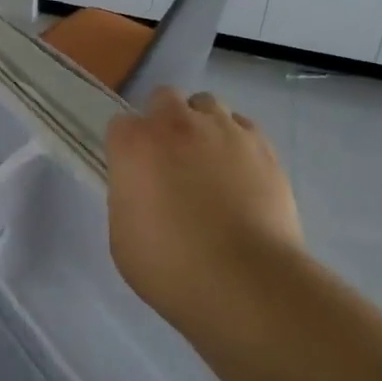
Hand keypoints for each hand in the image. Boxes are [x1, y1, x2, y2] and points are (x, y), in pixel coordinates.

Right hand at [105, 87, 301, 325]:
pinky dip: (236, 141)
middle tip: (170, 160)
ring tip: (208, 161)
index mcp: (134, 144)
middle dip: (163, 120)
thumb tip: (141, 188)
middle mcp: (176, 123)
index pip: (120, 125)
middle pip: (163, 98)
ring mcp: (223, 129)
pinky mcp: (262, 144)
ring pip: (206, 105)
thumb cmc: (171, 268)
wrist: (246, 282)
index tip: (133, 173)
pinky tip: (240, 171)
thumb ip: (128, 196)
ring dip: (201, 124)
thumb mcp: (123, 237)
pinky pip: (243, 126)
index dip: (126, 149)